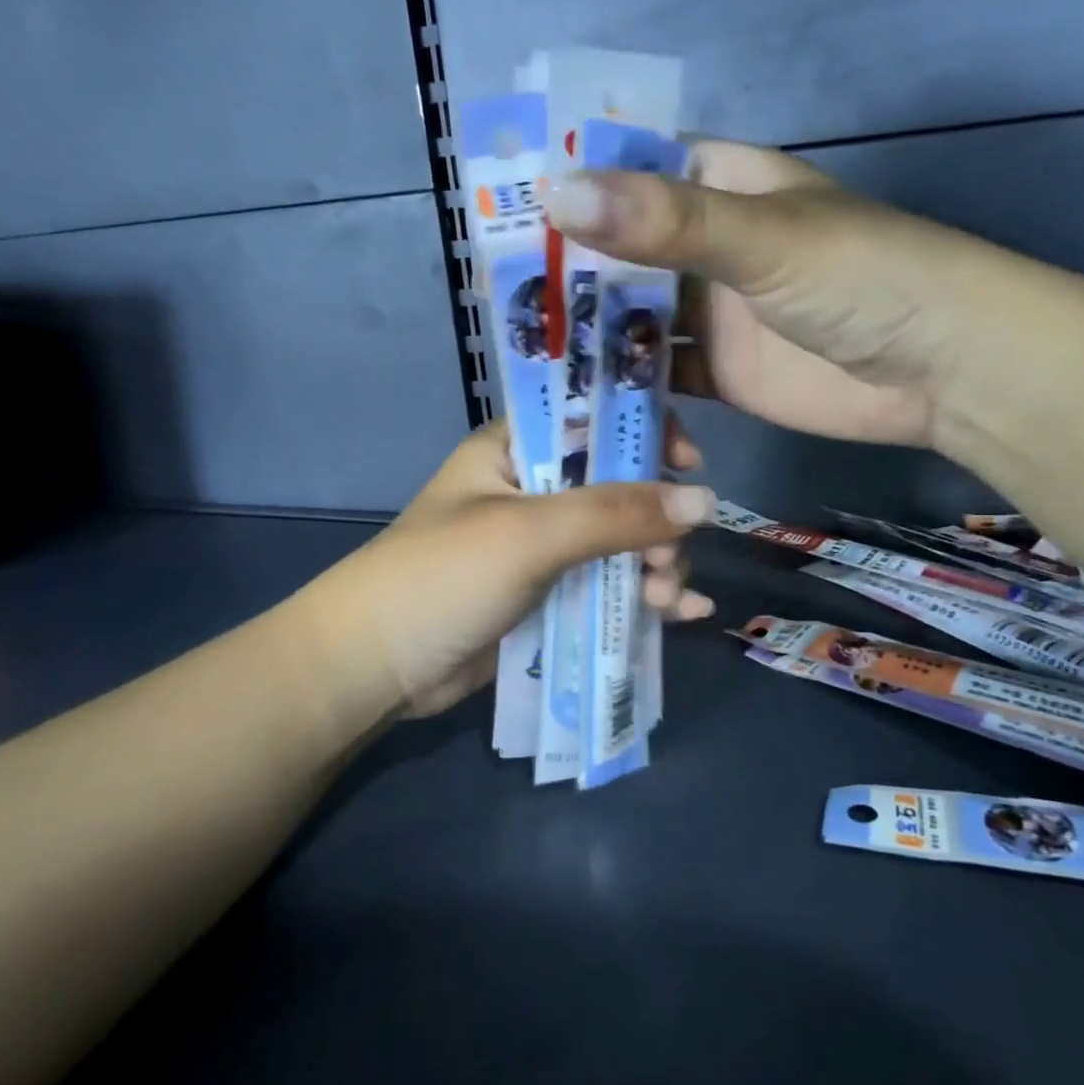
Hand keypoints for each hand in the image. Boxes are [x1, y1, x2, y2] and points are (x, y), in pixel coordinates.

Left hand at [312, 420, 714, 718]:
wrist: (375, 668)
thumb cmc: (443, 576)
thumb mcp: (529, 533)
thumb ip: (616, 514)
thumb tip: (707, 501)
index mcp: (517, 450)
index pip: (594, 417)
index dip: (645, 431)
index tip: (688, 463)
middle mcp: (535, 490)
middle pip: (620, 485)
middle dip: (657, 518)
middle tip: (670, 556)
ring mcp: (544, 546)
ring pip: (622, 540)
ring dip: (658, 563)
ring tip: (669, 597)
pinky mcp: (550, 594)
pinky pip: (611, 584)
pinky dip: (646, 596)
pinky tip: (683, 615)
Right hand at [544, 139, 995, 449]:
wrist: (942, 369)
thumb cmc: (865, 278)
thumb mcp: (763, 239)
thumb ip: (664, 222)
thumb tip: (555, 193)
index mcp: (718, 186)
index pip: (627, 172)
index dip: (568, 188)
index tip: (503, 214)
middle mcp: (706, 246)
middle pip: (620, 253)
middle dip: (568, 274)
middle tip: (500, 298)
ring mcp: (712, 313)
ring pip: (633, 318)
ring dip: (590, 335)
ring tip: (527, 353)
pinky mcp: (719, 372)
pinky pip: (658, 375)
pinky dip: (626, 386)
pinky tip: (584, 399)